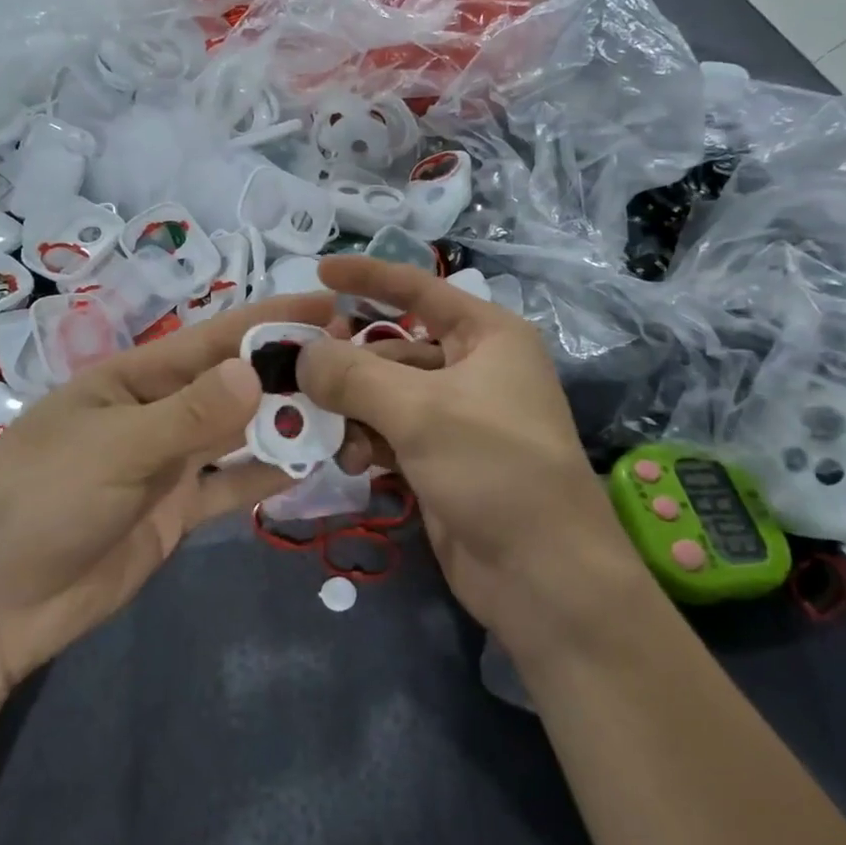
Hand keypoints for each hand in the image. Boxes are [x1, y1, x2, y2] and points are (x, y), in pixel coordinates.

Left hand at [0, 293, 331, 691]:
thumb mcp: (115, 448)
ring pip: (238, 435)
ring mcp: (168, 465)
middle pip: (233, 384)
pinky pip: (230, 486)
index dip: (270, 319)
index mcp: (133, 379)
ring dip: (284, 423)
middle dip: (287, 371)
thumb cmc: (40, 502)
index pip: (213, 338)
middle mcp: (156, 413)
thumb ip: (189, 415)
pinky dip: (265, 476)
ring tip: (346, 411)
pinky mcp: (175, 513)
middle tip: (353, 361)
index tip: (328, 304)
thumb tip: (255, 371)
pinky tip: (309, 465)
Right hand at [298, 257, 652, 660]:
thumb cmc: (494, 468)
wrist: (543, 575)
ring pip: (385, 396)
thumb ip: (353, 375)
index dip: (369, 277)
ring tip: (332, 437)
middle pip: (393, 348)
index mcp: (487, 336)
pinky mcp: (440, 461)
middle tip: (302, 380)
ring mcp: (457, 418)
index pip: (420, 290)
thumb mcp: (421, 411)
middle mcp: (474, 369)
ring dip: (353, 412)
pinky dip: (367, 443)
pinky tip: (352, 465)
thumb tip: (303, 355)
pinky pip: (390, 435)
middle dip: (349, 365)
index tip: (318, 270)